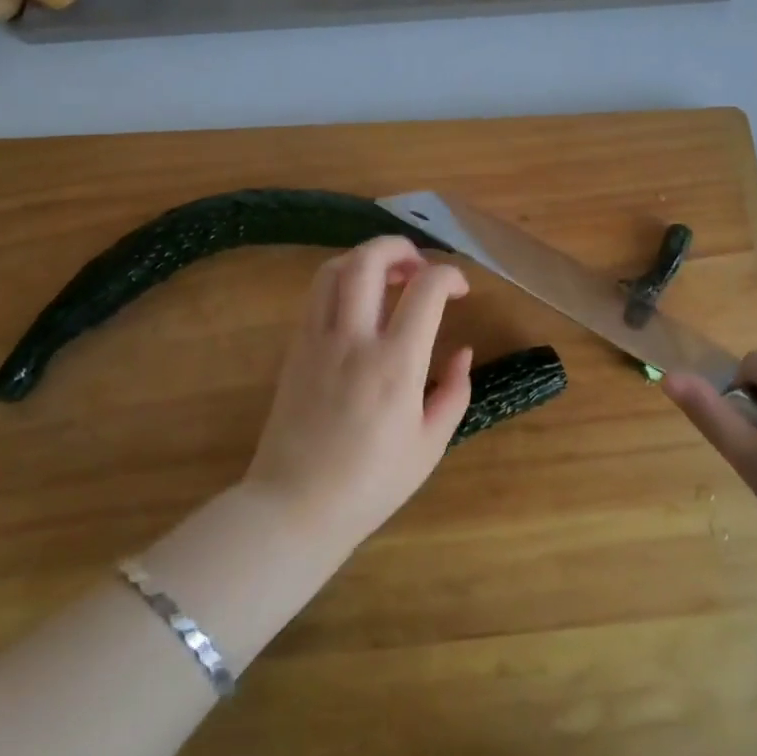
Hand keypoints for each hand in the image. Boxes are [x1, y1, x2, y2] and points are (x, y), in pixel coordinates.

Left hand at [243, 236, 472, 547]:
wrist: (294, 508)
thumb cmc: (371, 484)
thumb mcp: (430, 445)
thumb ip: (454, 392)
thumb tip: (462, 352)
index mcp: (396, 364)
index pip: (425, 289)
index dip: (449, 276)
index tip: (460, 290)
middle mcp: (354, 340)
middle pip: (369, 260)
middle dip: (400, 247)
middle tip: (419, 265)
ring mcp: (317, 340)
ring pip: (334, 269)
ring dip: (365, 259)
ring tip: (387, 276)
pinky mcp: (294, 349)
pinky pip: (315, 296)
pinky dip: (340, 282)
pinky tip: (358, 305)